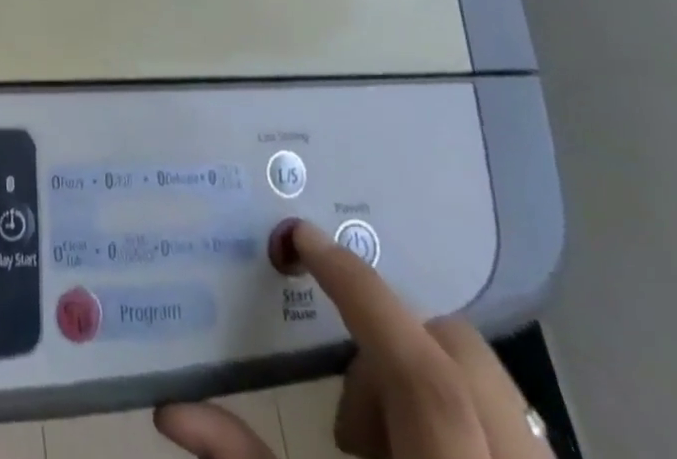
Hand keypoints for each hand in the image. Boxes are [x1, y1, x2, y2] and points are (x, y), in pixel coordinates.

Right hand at [155, 222, 548, 458]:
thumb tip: (171, 413)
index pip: (421, 373)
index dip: (360, 293)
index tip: (303, 239)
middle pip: (457, 353)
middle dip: (388, 341)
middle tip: (348, 407)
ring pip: (486, 380)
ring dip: (422, 380)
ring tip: (383, 447)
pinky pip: (505, 418)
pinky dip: (452, 411)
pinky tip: (416, 455)